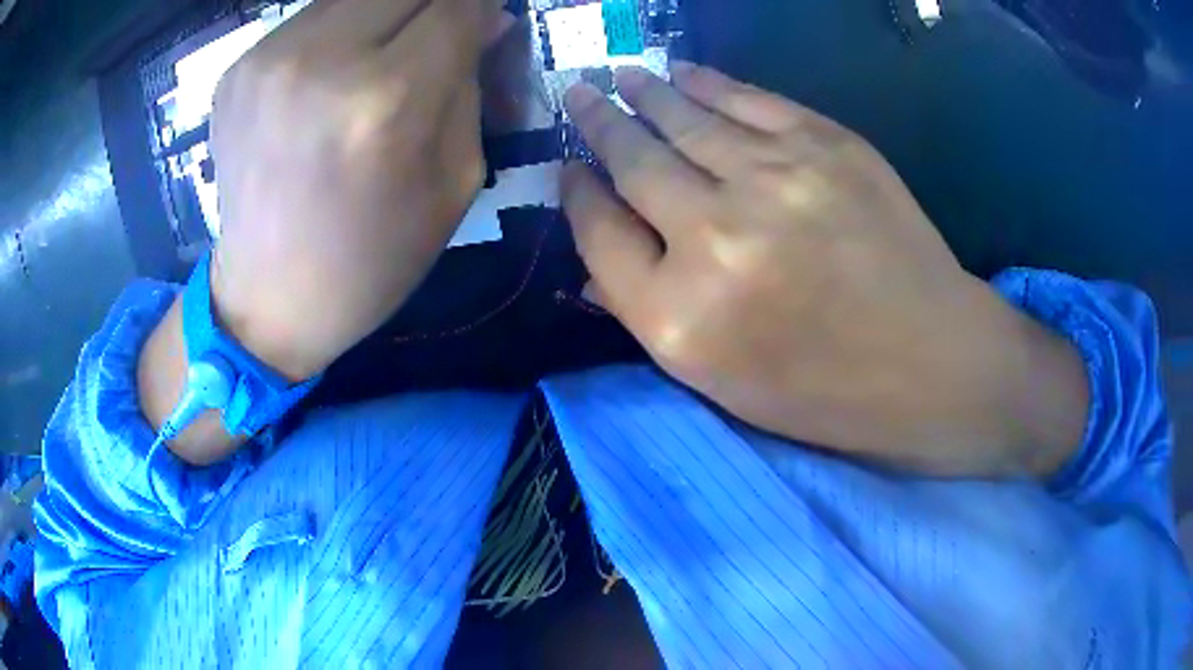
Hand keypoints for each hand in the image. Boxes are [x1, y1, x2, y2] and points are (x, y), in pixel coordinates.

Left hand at [209, 0, 507, 380]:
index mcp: (385, 101)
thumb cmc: (372, 258)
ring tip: (380, 55)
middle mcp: (320, 61)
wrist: (267, 299)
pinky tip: (328, 77)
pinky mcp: (235, 70)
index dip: (479, 6)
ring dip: (382, 14)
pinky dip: (334, 34)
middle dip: (432, 5)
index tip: (481, 21)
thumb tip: (485, 21)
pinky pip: (308, 21)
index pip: (456, 5)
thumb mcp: (455, 182)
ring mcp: (266, 60)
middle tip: (433, 38)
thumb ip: (473, 88)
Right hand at [563, 64, 1087, 475]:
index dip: (577, 195)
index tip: (569, 173)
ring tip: (620, 75)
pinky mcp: (827, 145)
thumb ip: (645, 312)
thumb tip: (593, 257)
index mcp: (679, 316)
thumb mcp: (719, 381)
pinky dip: (705, 81)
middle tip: (578, 95)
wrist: (931, 361)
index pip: (599, 232)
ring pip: (684, 118)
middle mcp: (715, 238)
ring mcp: (776, 180)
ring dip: (643, 92)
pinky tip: (680, 72)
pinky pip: (746, 99)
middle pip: (633, 161)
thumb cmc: (823, 390)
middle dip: (597, 124)